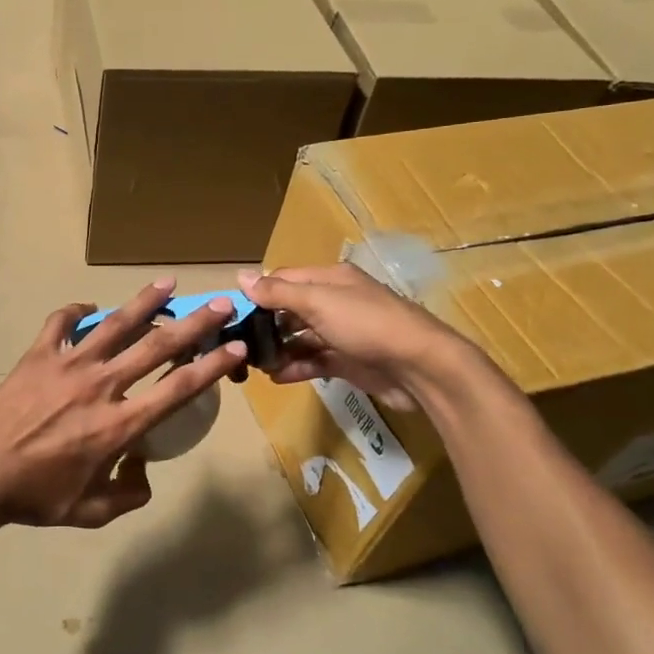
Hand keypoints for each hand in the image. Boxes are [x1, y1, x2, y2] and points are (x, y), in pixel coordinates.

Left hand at [0, 279, 247, 527]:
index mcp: (120, 425)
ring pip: (115, 324)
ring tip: (168, 283)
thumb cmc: (36, 497)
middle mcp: (102, 386)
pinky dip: (76, 312)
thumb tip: (144, 471)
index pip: (178, 388)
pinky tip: (88, 309)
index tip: (234, 346)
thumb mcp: (91, 512)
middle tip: (219, 304)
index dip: (212, 366)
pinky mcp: (38, 356)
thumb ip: (128, 495)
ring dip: (145, 302)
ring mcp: (68, 365)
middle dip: (194, 323)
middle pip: (157, 346)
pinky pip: (60, 323)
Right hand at [238, 264, 472, 409]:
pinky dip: (296, 368)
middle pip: (291, 310)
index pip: (285, 280)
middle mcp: (335, 302)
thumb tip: (240, 276)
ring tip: (254, 365)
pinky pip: (315, 362)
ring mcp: (343, 333)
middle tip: (239, 344)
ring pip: (301, 338)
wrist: (420, 367)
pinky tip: (276, 377)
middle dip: (265, 325)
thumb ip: (278, 292)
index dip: (259, 293)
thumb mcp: (319, 302)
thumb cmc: (367, 325)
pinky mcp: (348, 362)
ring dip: (278, 349)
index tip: (232, 313)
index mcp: (330, 280)